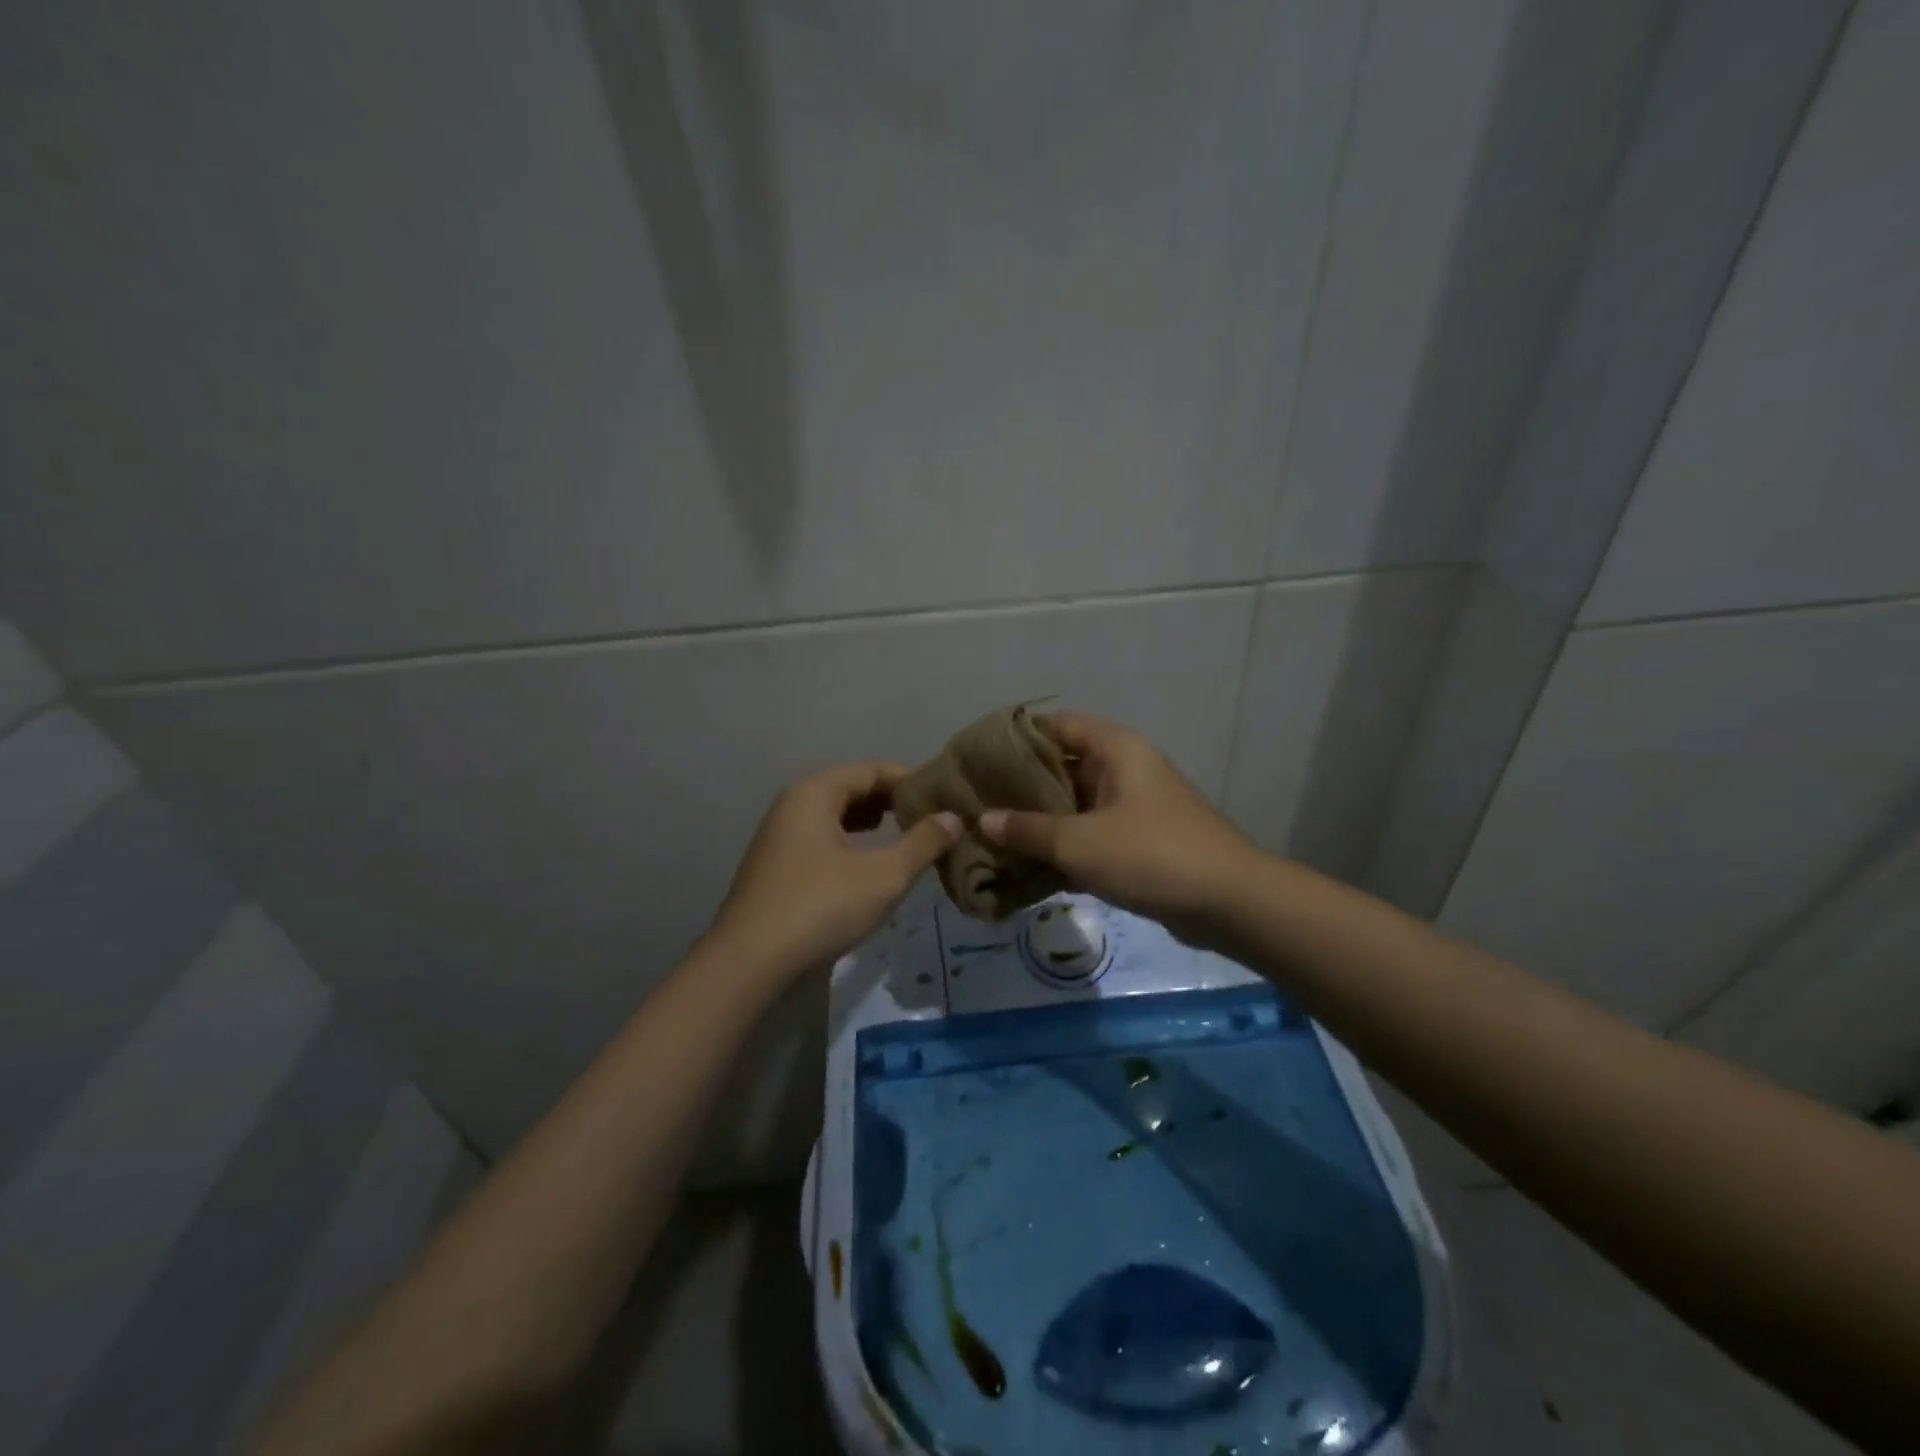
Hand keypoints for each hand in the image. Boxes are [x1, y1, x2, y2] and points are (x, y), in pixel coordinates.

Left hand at [708, 763, 961, 981]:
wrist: (749, 963)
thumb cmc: (821, 907)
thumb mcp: (884, 876)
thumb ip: (923, 843)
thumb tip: (953, 817)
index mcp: (814, 794)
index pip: (869, 770)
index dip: (908, 780)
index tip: (941, 797)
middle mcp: (791, 805)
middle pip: (849, 788)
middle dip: (889, 800)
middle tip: (928, 817)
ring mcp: (778, 837)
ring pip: (832, 815)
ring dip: (869, 821)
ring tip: (903, 834)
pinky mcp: (775, 867)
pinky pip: (819, 838)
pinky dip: (848, 841)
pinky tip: (865, 863)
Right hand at [979, 713, 1257, 936]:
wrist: (1229, 902)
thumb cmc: (1150, 855)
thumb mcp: (1079, 842)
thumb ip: (1028, 830)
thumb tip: (983, 820)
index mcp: (1116, 749)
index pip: (1058, 724)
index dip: (1019, 737)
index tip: (980, 757)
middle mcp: (1125, 768)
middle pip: (1064, 765)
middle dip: (1022, 786)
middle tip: (978, 801)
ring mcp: (1134, 806)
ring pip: (1076, 803)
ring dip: (1041, 820)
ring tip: (995, 835)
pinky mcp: (1140, 840)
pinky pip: (1091, 833)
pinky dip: (1065, 845)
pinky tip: (1029, 866)